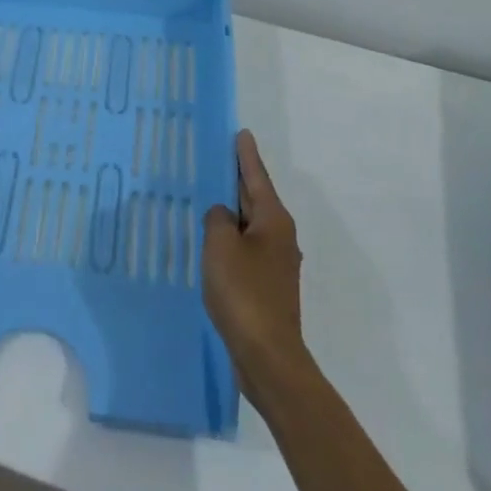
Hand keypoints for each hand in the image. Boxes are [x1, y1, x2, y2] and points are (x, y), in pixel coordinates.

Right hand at [203, 130, 310, 407]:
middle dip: (237, 181)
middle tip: (218, 160)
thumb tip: (222, 215)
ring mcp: (276, 264)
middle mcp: (280, 237)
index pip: (256, 177)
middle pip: (255, 199)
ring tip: (209, 198)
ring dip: (232, 212)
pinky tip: (213, 244)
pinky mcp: (267, 287)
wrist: (267, 356)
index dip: (246, 155)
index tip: (241, 133)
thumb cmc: (244, 293)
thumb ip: (217, 220)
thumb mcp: (221, 246)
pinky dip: (231, 239)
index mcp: (273, 220)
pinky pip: (246, 249)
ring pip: (250, 225)